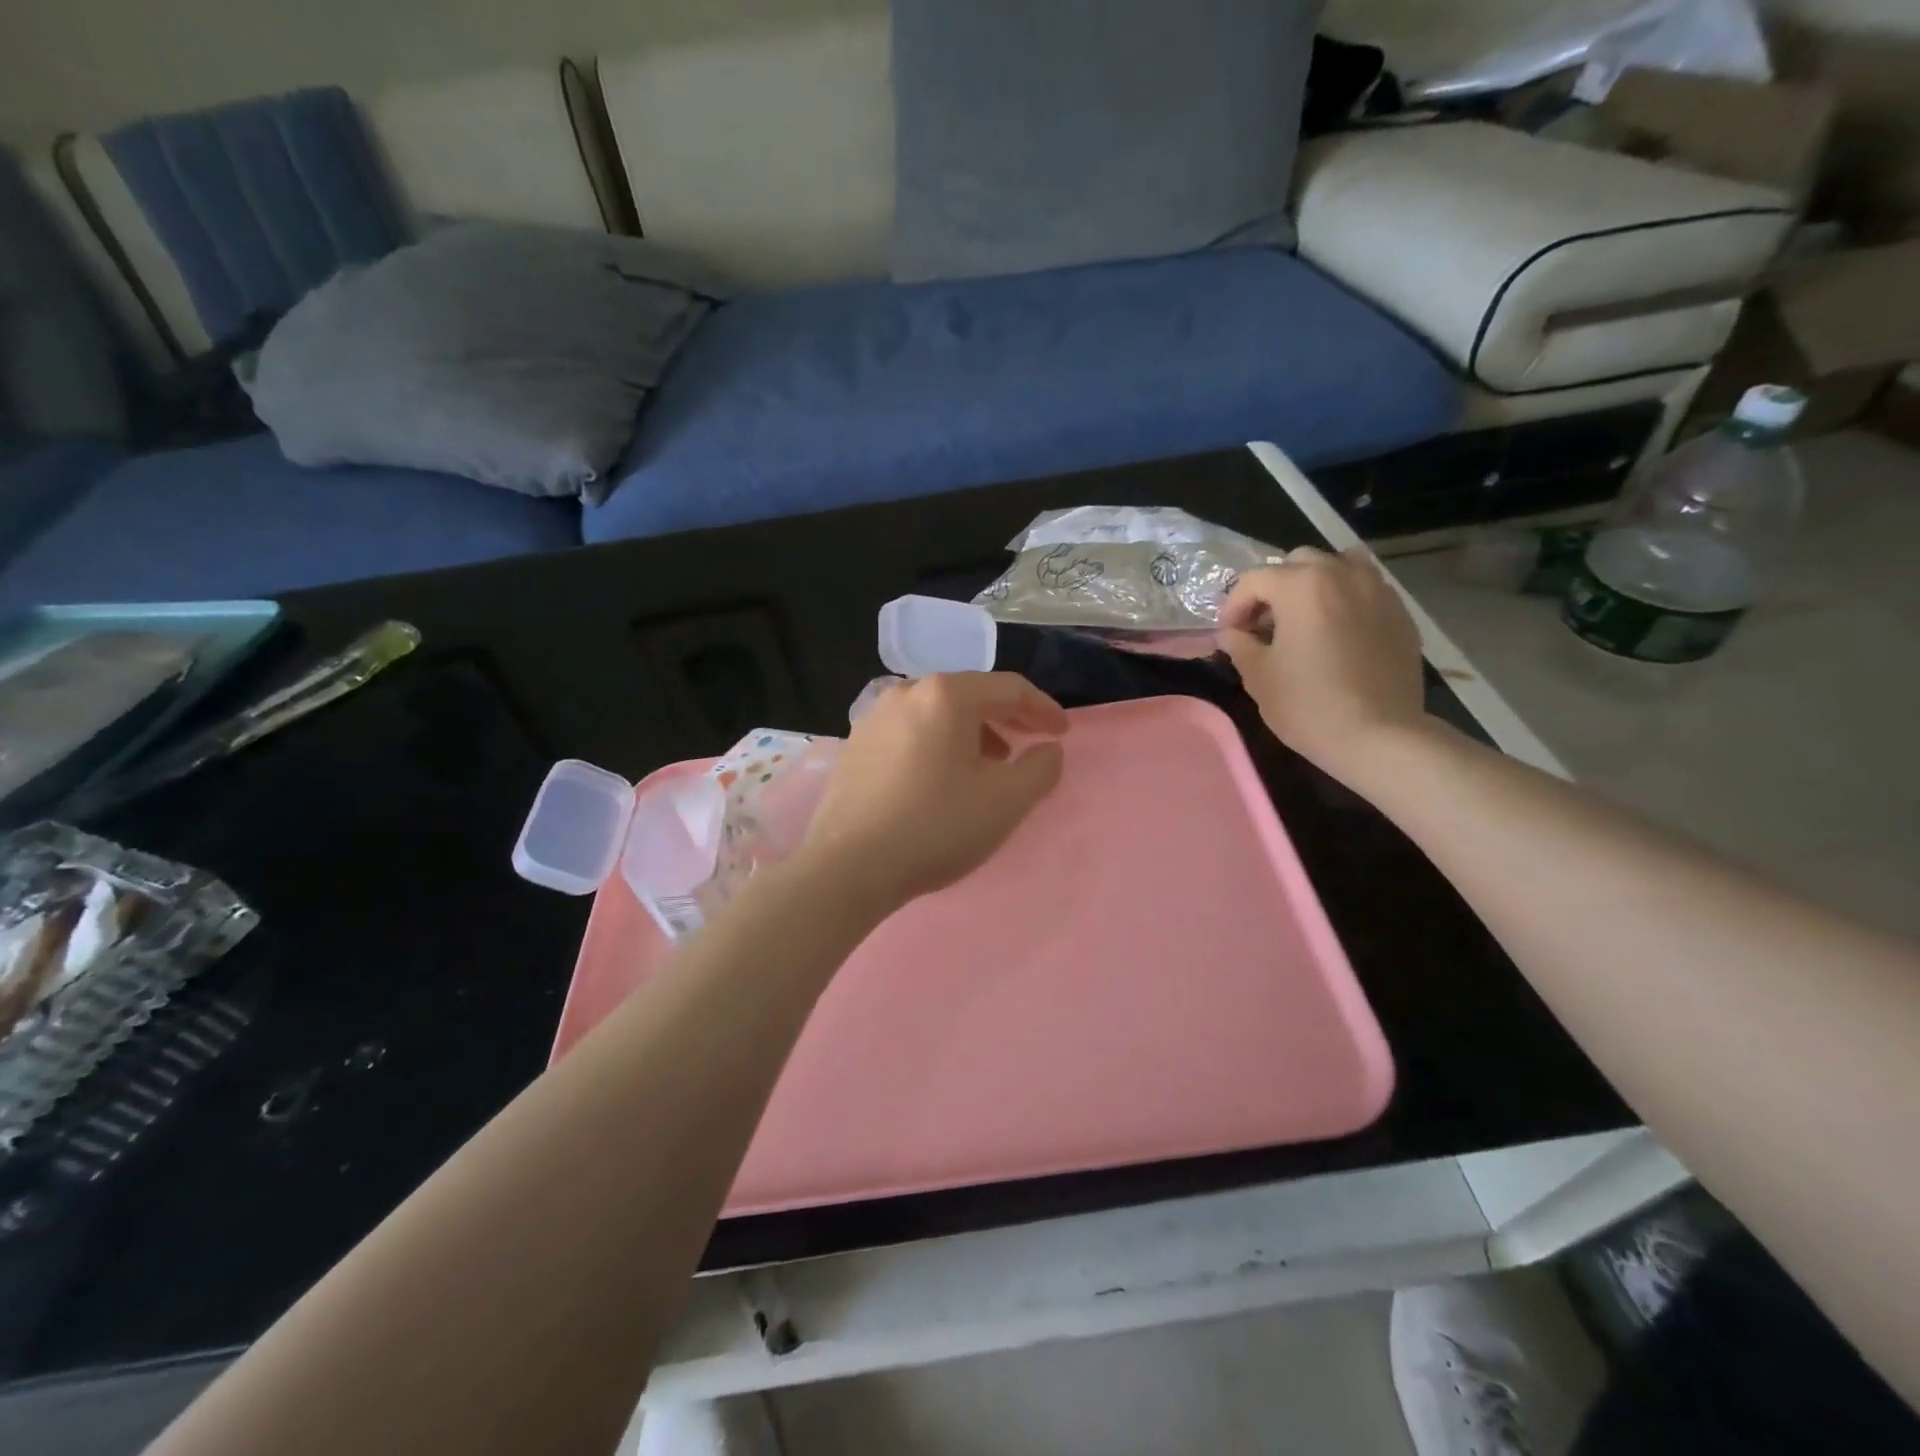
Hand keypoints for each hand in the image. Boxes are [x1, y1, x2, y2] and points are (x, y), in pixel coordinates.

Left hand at [799, 672, 1068, 912]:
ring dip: (972, 734)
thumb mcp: (1006, 801)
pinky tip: (942, 779)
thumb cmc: (936, 826)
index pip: (1009, 688)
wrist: (849, 866)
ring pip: (937, 714)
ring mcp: (874, 717)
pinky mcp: (855, 745)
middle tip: (1031, 744)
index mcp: (946, 694)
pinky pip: (910, 733)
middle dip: (1007, 719)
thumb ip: (1041, 769)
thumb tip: (1048, 750)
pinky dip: (938, 745)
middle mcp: (906, 692)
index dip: (1043, 709)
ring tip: (989, 766)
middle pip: (970, 695)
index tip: (1062, 734)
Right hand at [1217, 548, 1428, 786]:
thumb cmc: (1308, 704)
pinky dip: (1344, 600)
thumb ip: (1239, 644)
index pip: (1254, 579)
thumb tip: (1232, 633)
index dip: (1233, 605)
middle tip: (1264, 624)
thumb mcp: (1257, 676)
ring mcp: (1377, 590)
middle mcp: (1342, 574)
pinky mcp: (1400, 613)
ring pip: (1338, 568)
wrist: (1380, 735)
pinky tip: (1337, 634)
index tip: (1229, 634)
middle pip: (1298, 563)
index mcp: (1301, 585)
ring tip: (1304, 620)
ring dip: (1313, 586)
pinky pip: (1364, 590)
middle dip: (1274, 588)